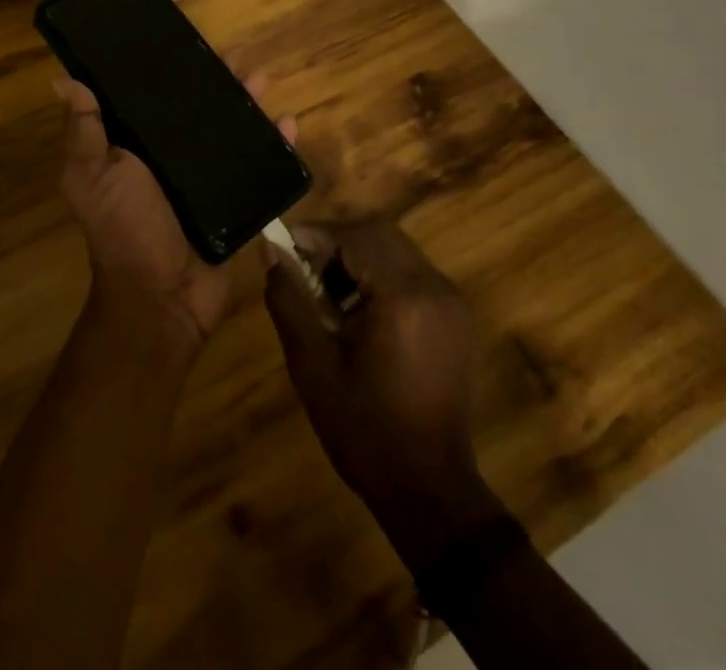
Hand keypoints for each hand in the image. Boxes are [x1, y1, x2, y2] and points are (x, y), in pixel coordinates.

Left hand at [55, 63, 297, 356]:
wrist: (163, 297)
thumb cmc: (124, 228)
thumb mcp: (92, 175)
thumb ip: (84, 131)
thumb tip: (64, 80)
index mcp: (138, 147)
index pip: (154, 98)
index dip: (169, 71)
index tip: (185, 42)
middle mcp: (174, 157)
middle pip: (200, 109)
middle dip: (219, 81)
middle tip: (236, 56)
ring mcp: (210, 178)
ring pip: (234, 129)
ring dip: (249, 103)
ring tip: (264, 79)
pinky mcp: (239, 199)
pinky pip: (262, 165)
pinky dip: (278, 143)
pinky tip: (289, 123)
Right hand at [265, 219, 506, 560]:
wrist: (430, 490)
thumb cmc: (364, 430)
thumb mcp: (313, 366)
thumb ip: (289, 300)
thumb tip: (271, 252)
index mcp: (402, 296)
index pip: (355, 236)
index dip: (316, 234)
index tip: (283, 245)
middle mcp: (434, 287)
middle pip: (379, 234)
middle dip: (337, 241)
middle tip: (302, 265)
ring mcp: (451, 300)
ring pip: (396, 249)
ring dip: (358, 256)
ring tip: (326, 289)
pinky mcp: (455, 316)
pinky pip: (412, 272)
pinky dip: (380, 274)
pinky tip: (357, 307)